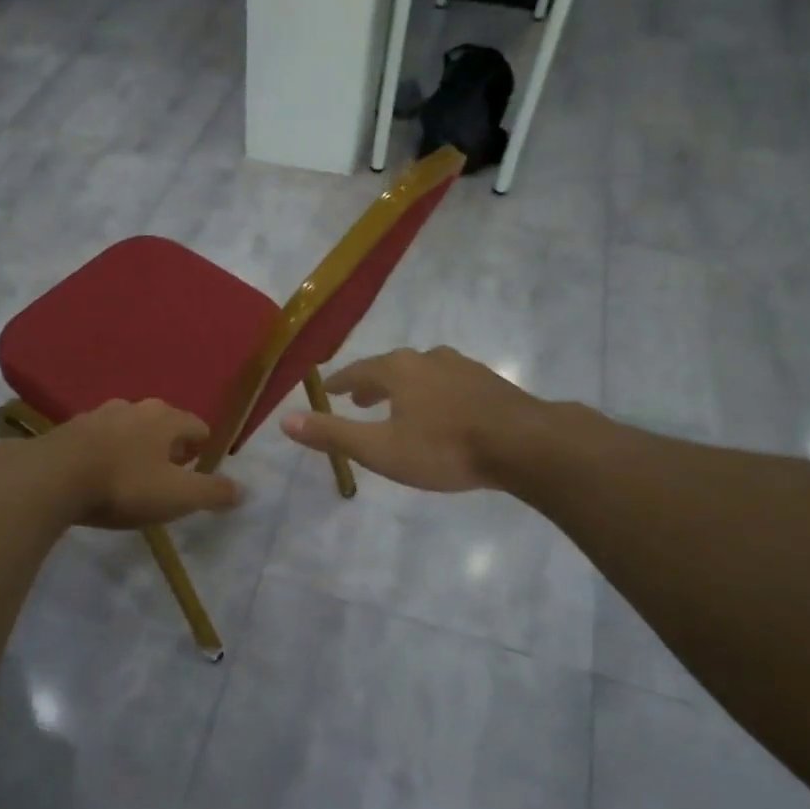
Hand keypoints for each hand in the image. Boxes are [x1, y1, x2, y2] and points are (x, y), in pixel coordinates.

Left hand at [43, 399, 242, 529]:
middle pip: (163, 422)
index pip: (196, 424)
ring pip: (129, 427)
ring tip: (136, 471)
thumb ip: (212, 492)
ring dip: (137, 445)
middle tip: (171, 470)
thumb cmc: (125, 484)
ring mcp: (99, 414)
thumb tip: (243, 490)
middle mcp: (135, 407)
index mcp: (165, 418)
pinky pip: (100, 437)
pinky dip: (108, 450)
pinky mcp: (71, 429)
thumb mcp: (177, 496)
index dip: (203, 445)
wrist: (53, 477)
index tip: (201, 464)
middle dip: (170, 443)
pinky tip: (102, 472)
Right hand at [282, 347, 541, 491]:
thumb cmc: (445, 448)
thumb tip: (285, 420)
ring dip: (405, 386)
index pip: (358, 370)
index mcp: (398, 370)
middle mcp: (428, 359)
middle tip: (359, 398)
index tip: (328, 389)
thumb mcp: (381, 449)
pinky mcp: (489, 382)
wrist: (525, 443)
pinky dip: (434, 392)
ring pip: (423, 372)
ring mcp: (462, 367)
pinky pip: (449, 382)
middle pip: (391, 367)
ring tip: (400, 404)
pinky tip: (443, 410)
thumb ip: (334, 435)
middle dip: (372, 383)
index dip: (340, 382)